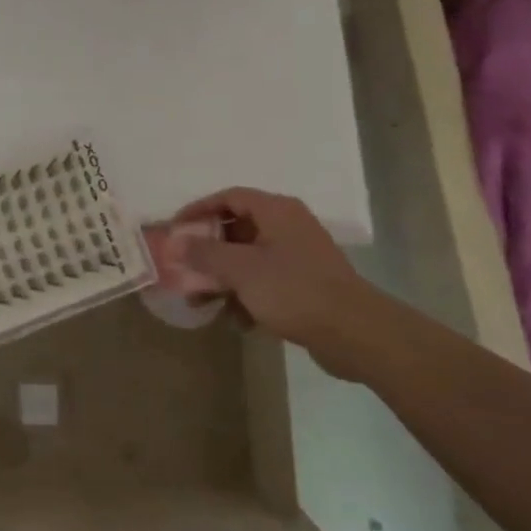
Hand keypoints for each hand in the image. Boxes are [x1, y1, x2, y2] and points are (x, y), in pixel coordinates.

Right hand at [172, 187, 389, 380]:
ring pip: (249, 259)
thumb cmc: (294, 290)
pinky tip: (236, 320)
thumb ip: (204, 253)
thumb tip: (176, 241)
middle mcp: (288, 226)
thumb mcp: (241, 270)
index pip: (229, 197)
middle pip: (237, 228)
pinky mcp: (306, 285)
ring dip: (224, 278)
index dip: (198, 209)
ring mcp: (299, 256)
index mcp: (276, 211)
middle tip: (184, 267)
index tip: (174, 229)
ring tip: (201, 301)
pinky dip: (247, 295)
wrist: (356, 334)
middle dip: (208, 251)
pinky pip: (266, 282)